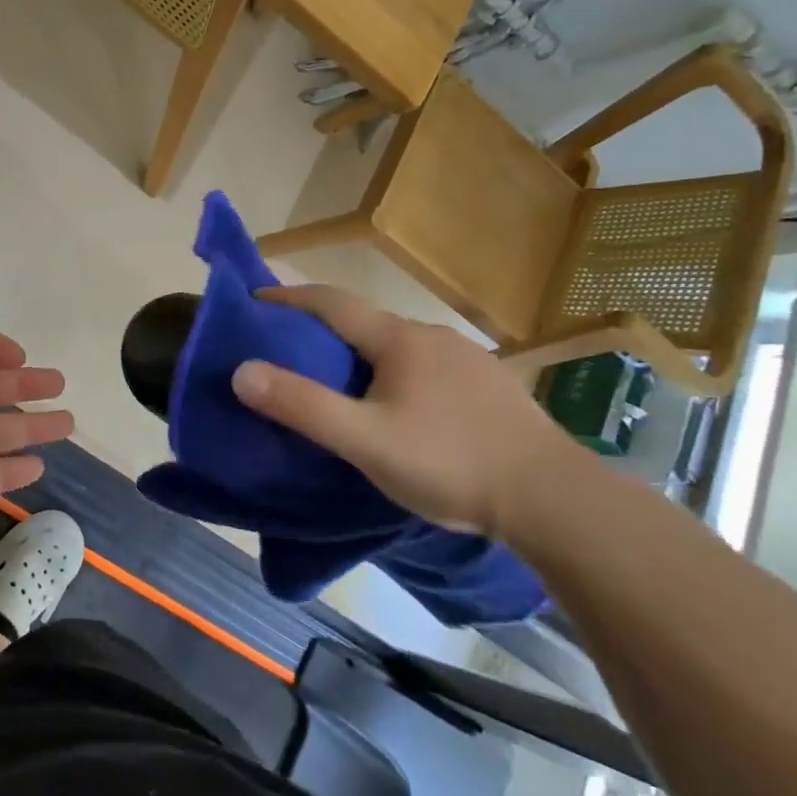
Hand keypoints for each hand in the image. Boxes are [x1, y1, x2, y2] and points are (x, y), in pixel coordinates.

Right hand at [230, 284, 579, 540]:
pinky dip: (398, 374)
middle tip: (290, 355)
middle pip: (364, 322)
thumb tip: (242, 371)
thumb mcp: (365, 441)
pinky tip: (404, 409)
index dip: (288, 296)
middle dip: (323, 331)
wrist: (554, 499)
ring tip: (342, 387)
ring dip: (363, 356)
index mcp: (399, 339)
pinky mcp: (491, 385)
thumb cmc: (450, 463)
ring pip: (399, 347)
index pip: (330, 301)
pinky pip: (428, 367)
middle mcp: (432, 335)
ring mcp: (467, 358)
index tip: (255, 300)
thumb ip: (303, 406)